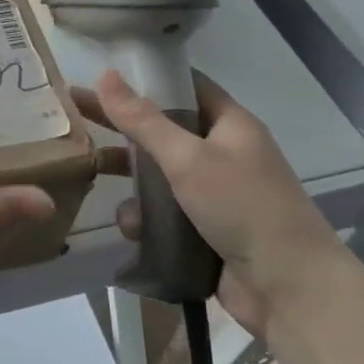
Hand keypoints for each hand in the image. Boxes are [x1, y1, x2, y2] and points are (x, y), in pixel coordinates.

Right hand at [74, 69, 344, 336]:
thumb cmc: (243, 208)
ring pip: (158, 176)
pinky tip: (131, 228)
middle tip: (74, 116)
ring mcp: (214, 194)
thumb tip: (105, 75)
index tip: (102, 75)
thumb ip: (143, 120)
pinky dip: (145, 218)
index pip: (184, 87)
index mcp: (230, 125)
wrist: (290, 289)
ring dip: (130, 180)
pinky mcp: (204, 230)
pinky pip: (164, 214)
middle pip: (163, 131)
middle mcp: (223, 154)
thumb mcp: (188, 158)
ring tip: (92, 176)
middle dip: (122, 128)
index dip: (145, 79)